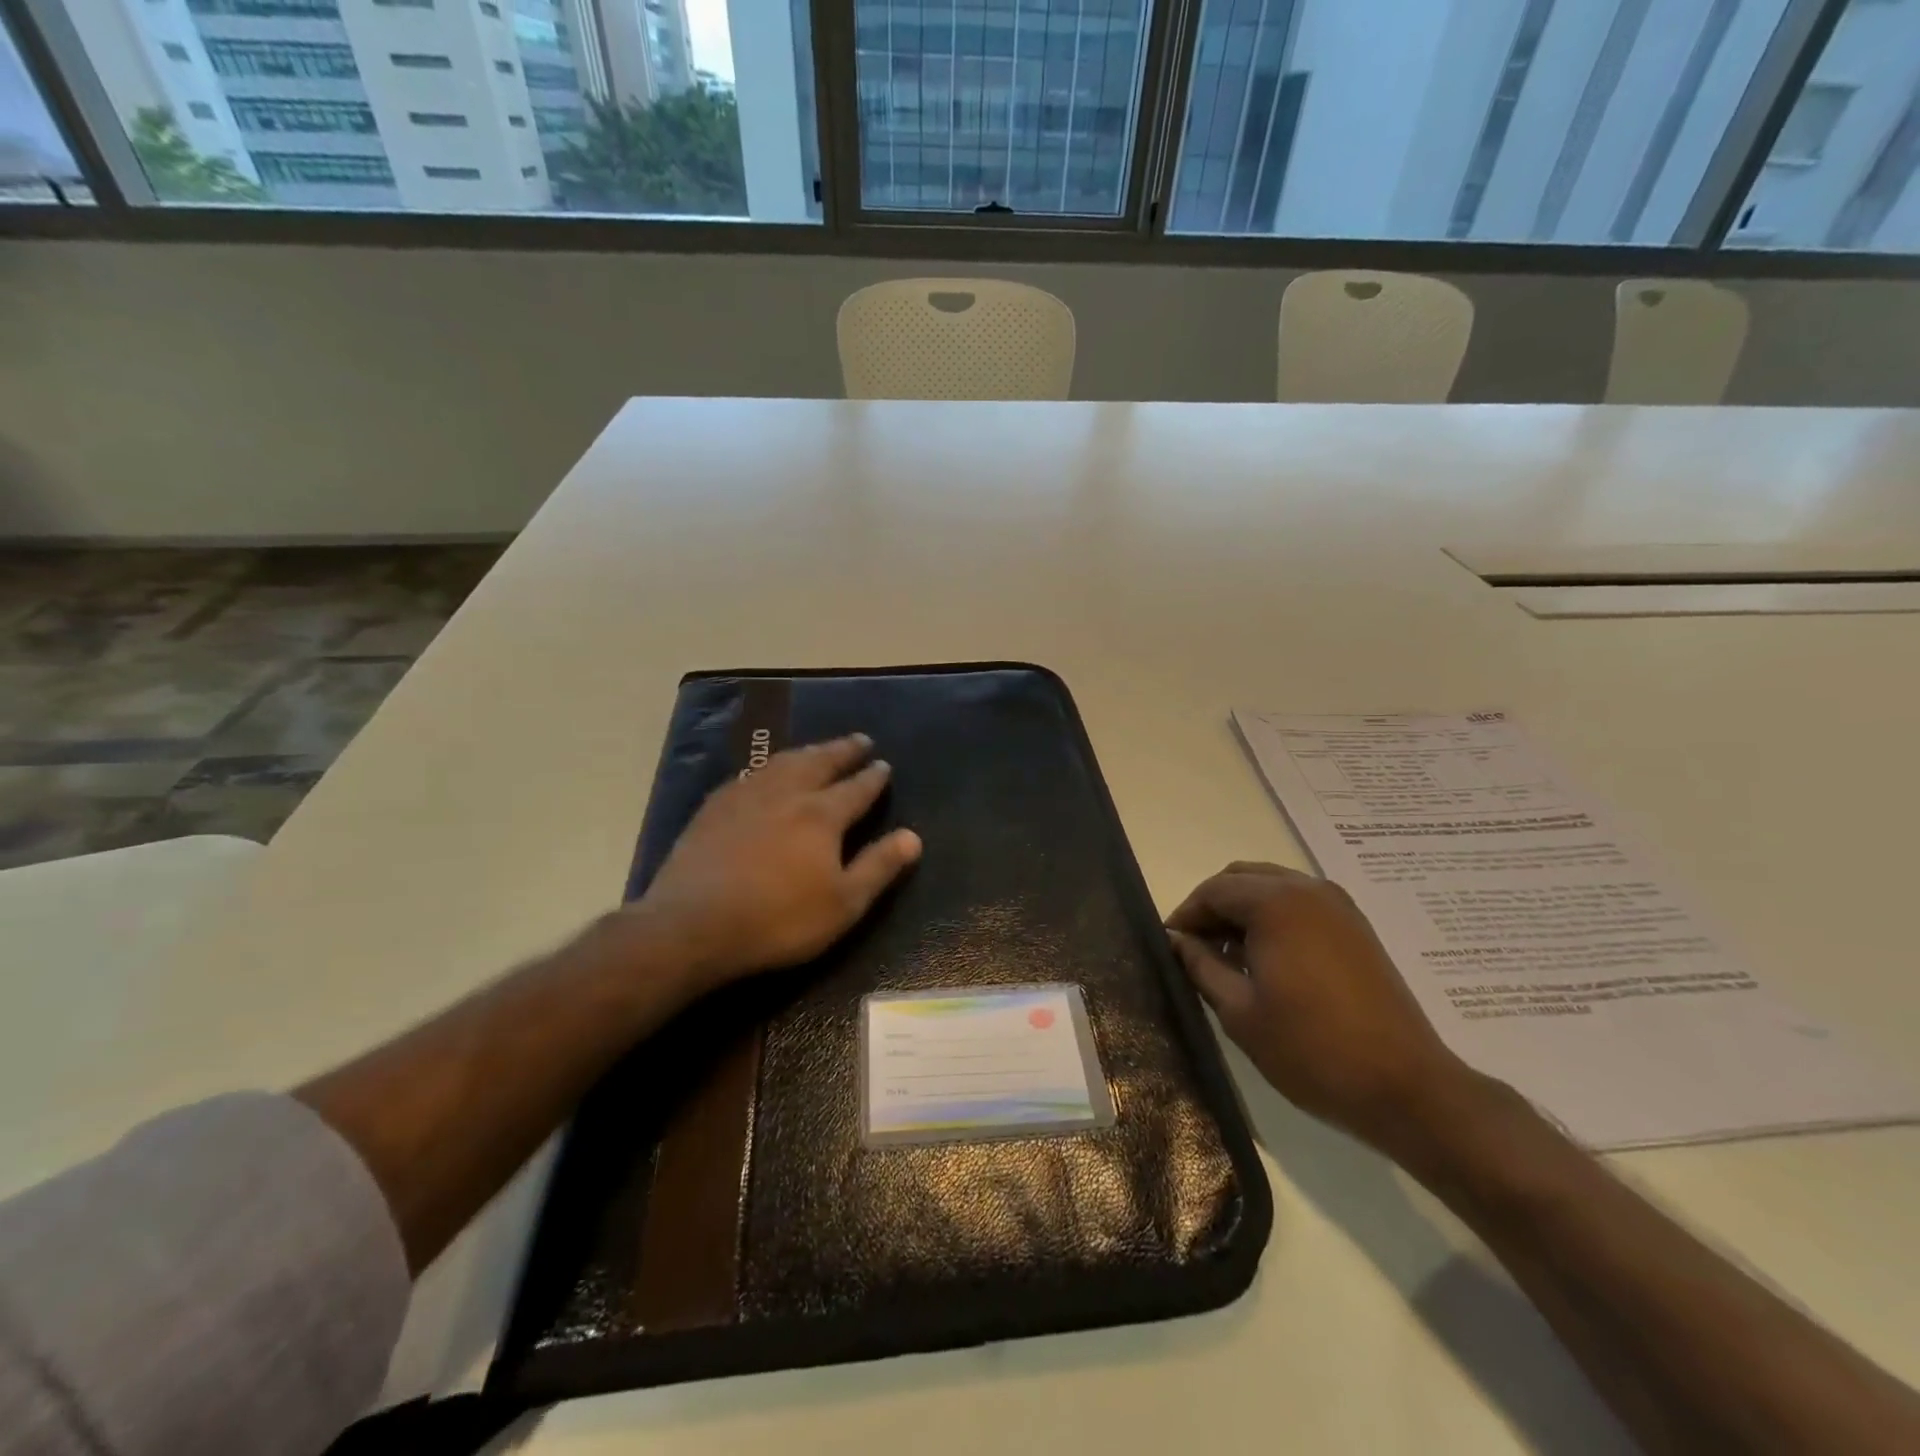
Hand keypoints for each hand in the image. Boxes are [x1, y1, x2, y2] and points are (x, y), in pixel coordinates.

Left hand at [623, 733, 922, 993]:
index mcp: (822, 815)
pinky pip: (750, 774)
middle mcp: (787, 794)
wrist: (693, 924)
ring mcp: (747, 796)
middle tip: (859, 740)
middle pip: (820, 762)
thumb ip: (879, 867)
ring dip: (807, 751)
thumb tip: (913, 837)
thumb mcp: (842, 903)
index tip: (884, 764)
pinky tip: (765, 772)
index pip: (856, 788)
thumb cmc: (778, 919)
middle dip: (842, 750)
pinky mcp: (715, 807)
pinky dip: (768, 766)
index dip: (873, 777)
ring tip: (819, 748)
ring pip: (783, 762)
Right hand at [1167, 862, 1473, 1150]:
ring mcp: (1338, 906)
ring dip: (1243, 910)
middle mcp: (1307, 889)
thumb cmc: (1311, 1049)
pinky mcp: (1356, 927)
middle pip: (1242, 878)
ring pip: (1272, 887)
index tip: (1170, 947)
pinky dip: (1273, 917)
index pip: (1214, 890)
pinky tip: (1267, 960)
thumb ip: (1201, 966)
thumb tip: (1176, 941)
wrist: (1405, 1087)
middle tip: (1196, 948)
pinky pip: (1300, 903)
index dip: (1186, 915)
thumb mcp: (1239, 1011)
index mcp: (1276, 903)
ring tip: (1230, 957)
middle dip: (1213, 907)